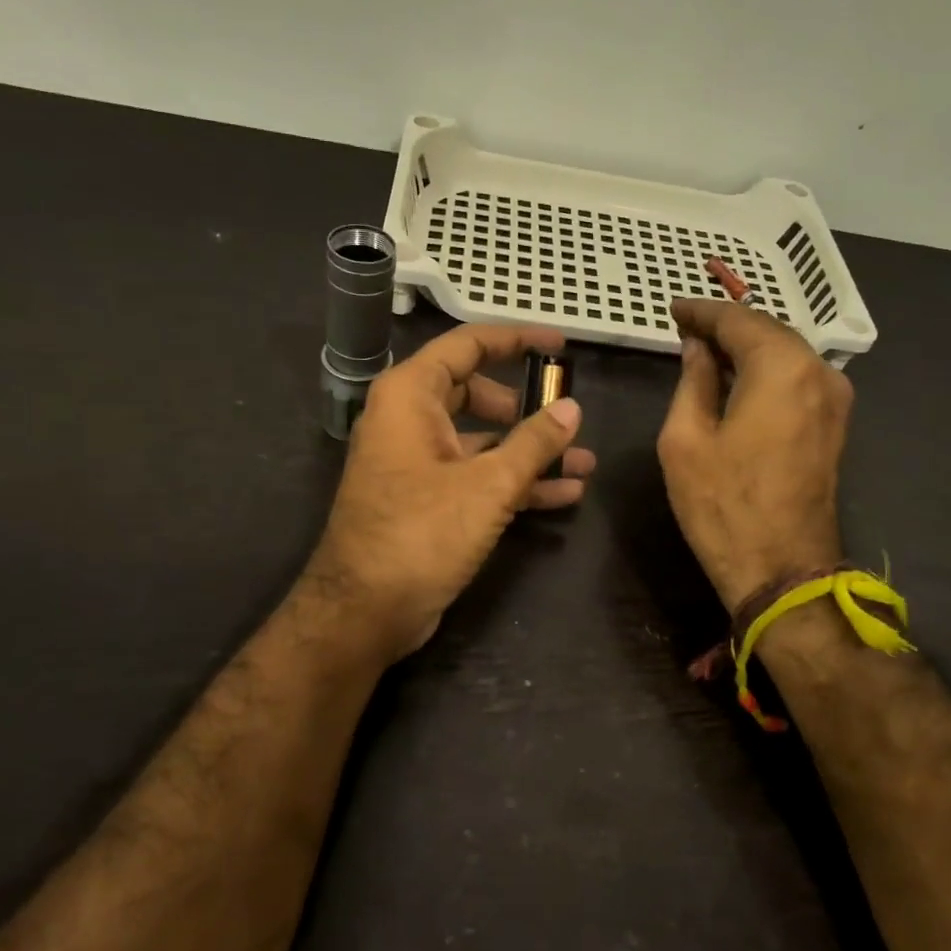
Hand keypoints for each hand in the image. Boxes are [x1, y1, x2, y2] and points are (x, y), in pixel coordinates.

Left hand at [308, 323, 595, 661]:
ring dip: (530, 452)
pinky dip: (515, 483)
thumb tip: (571, 408)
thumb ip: (535, 442)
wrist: (366, 610)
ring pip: (482, 442)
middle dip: (526, 406)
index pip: (468, 346)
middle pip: (476, 393)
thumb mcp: (489, 484)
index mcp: (410, 396)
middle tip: (565, 416)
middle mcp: (410, 421)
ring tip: (584, 462)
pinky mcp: (428, 502)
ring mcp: (418, 463)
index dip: (516, 340)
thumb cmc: (422, 533)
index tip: (560, 345)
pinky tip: (564, 495)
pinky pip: (477, 478)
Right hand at [656, 299, 851, 612]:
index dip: (702, 312)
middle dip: (727, 326)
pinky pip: (797, 379)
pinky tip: (737, 380)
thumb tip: (697, 349)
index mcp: (782, 368)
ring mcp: (835, 399)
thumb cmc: (723, 505)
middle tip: (686, 329)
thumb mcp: (685, 440)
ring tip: (706, 352)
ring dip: (747, 348)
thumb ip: (693, 382)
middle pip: (769, 331)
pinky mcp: (835, 425)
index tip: (673, 310)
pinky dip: (766, 371)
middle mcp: (819, 372)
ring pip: (786, 354)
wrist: (782, 569)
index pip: (738, 320)